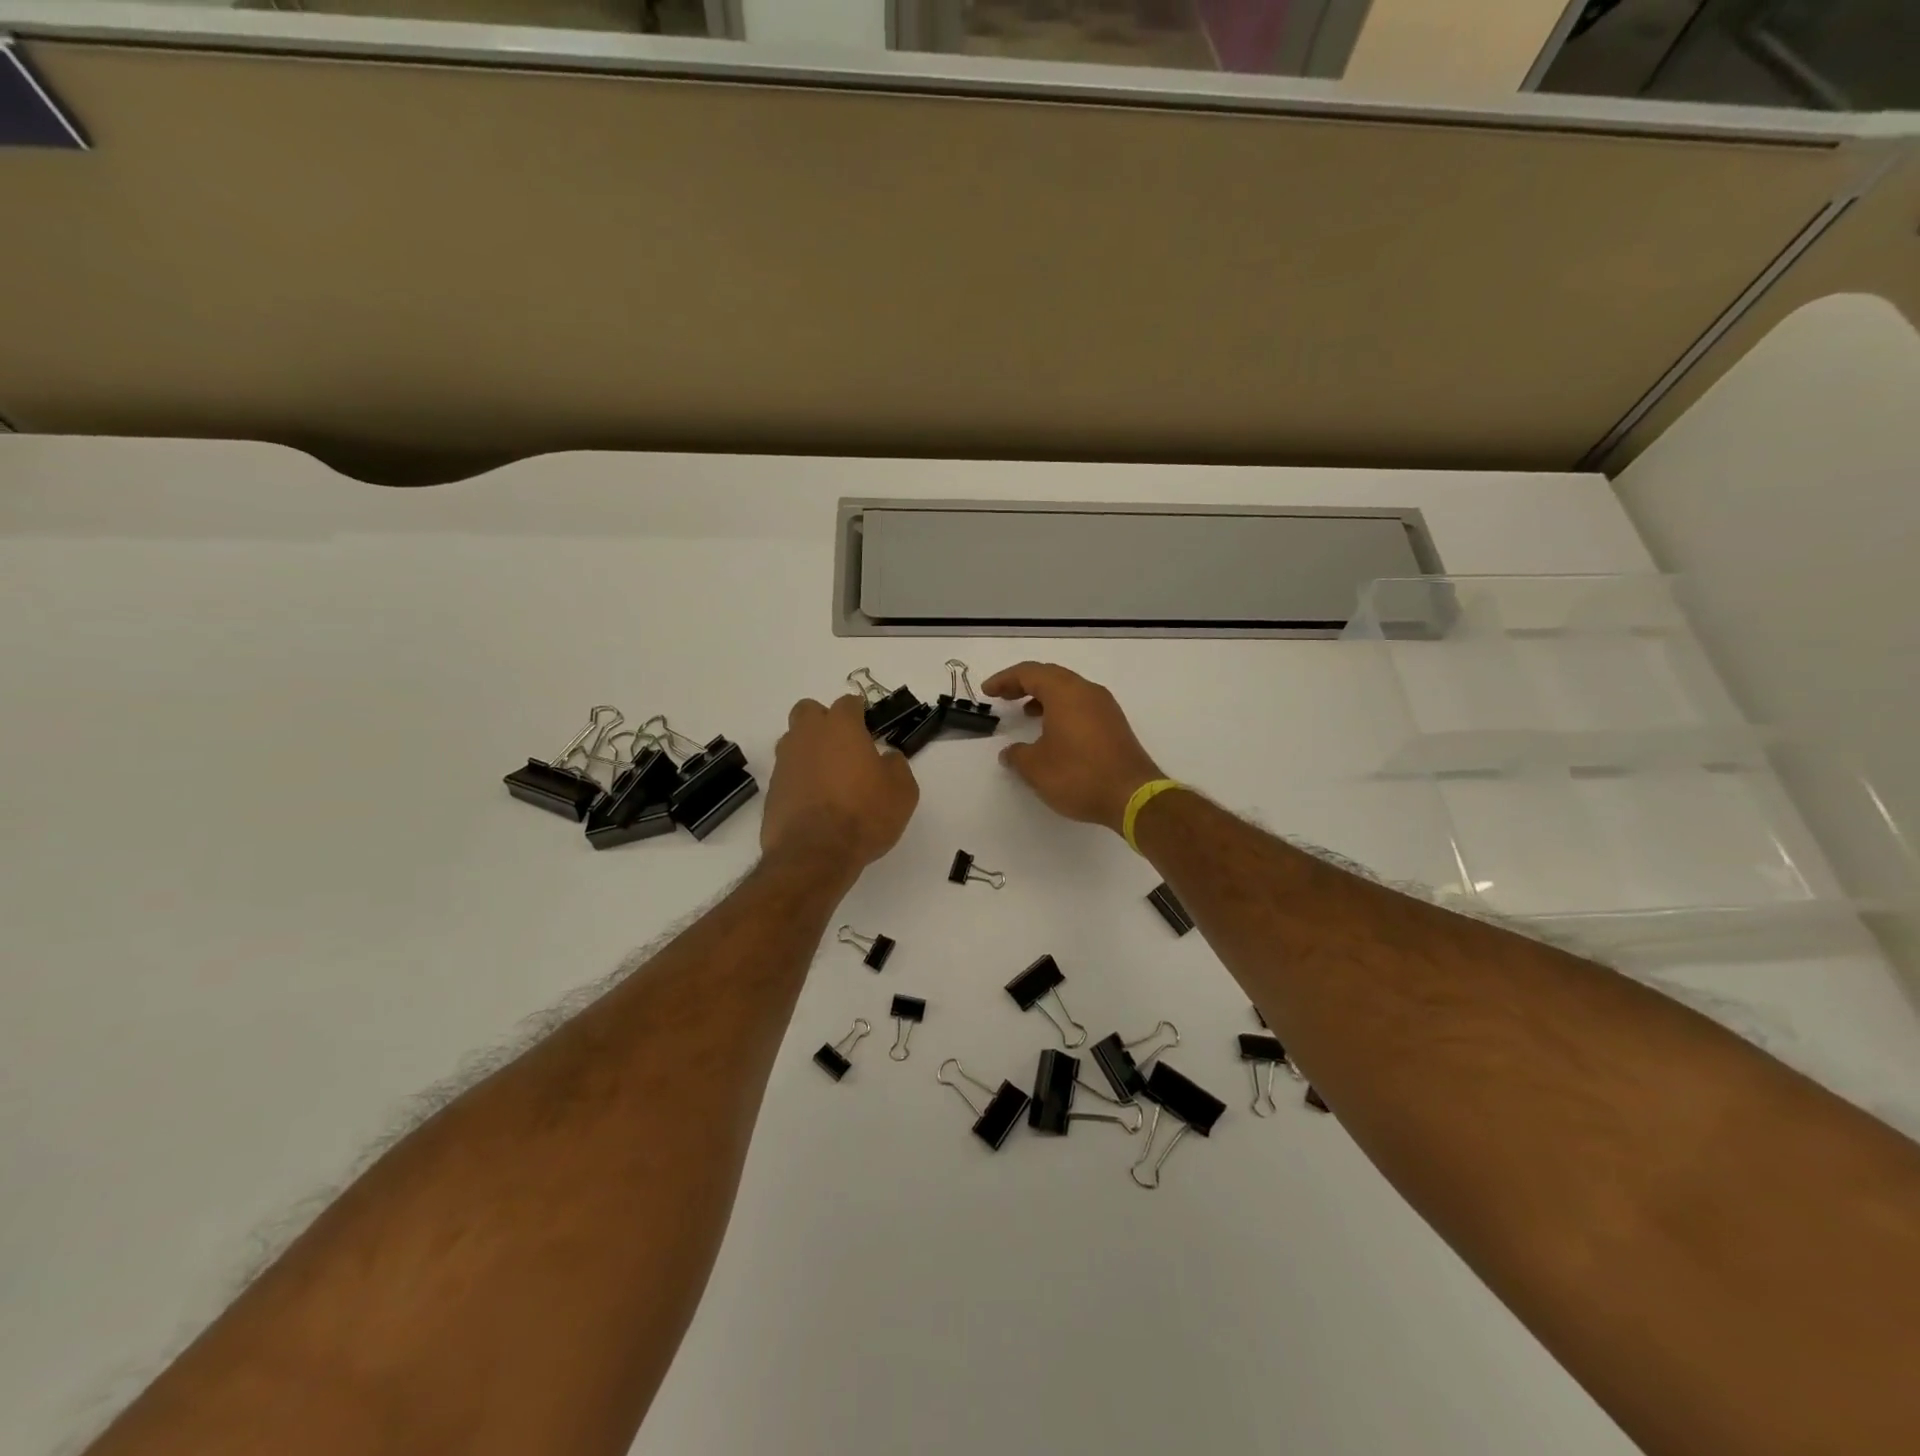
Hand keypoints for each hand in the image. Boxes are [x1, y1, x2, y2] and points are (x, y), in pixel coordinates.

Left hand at [761, 695, 918, 870]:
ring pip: (793, 740)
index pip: (848, 703)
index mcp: (841, 727)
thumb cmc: (864, 815)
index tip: (869, 728)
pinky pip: (787, 772)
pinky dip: (799, 778)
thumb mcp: (902, 791)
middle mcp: (807, 736)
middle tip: (844, 746)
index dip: (860, 713)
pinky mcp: (772, 789)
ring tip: (829, 776)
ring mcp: (785, 762)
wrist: (815, 854)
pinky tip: (814, 800)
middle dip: (824, 720)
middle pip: (808, 710)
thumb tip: (886, 758)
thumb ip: (896, 765)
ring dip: (809, 749)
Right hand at [982, 663, 1163, 834]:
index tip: (988, 692)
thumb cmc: (1078, 775)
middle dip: (1024, 684)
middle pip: (1050, 676)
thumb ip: (1017, 755)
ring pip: (1069, 690)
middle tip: (1004, 696)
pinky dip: (1061, 709)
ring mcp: (1105, 706)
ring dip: (1044, 696)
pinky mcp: (1114, 724)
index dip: (1005, 679)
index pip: (1029, 673)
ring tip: (1026, 712)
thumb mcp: (1036, 768)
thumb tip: (1010, 752)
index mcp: (1065, 692)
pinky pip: (1082, 705)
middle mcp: (1087, 691)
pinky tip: (1053, 731)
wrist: (1132, 795)